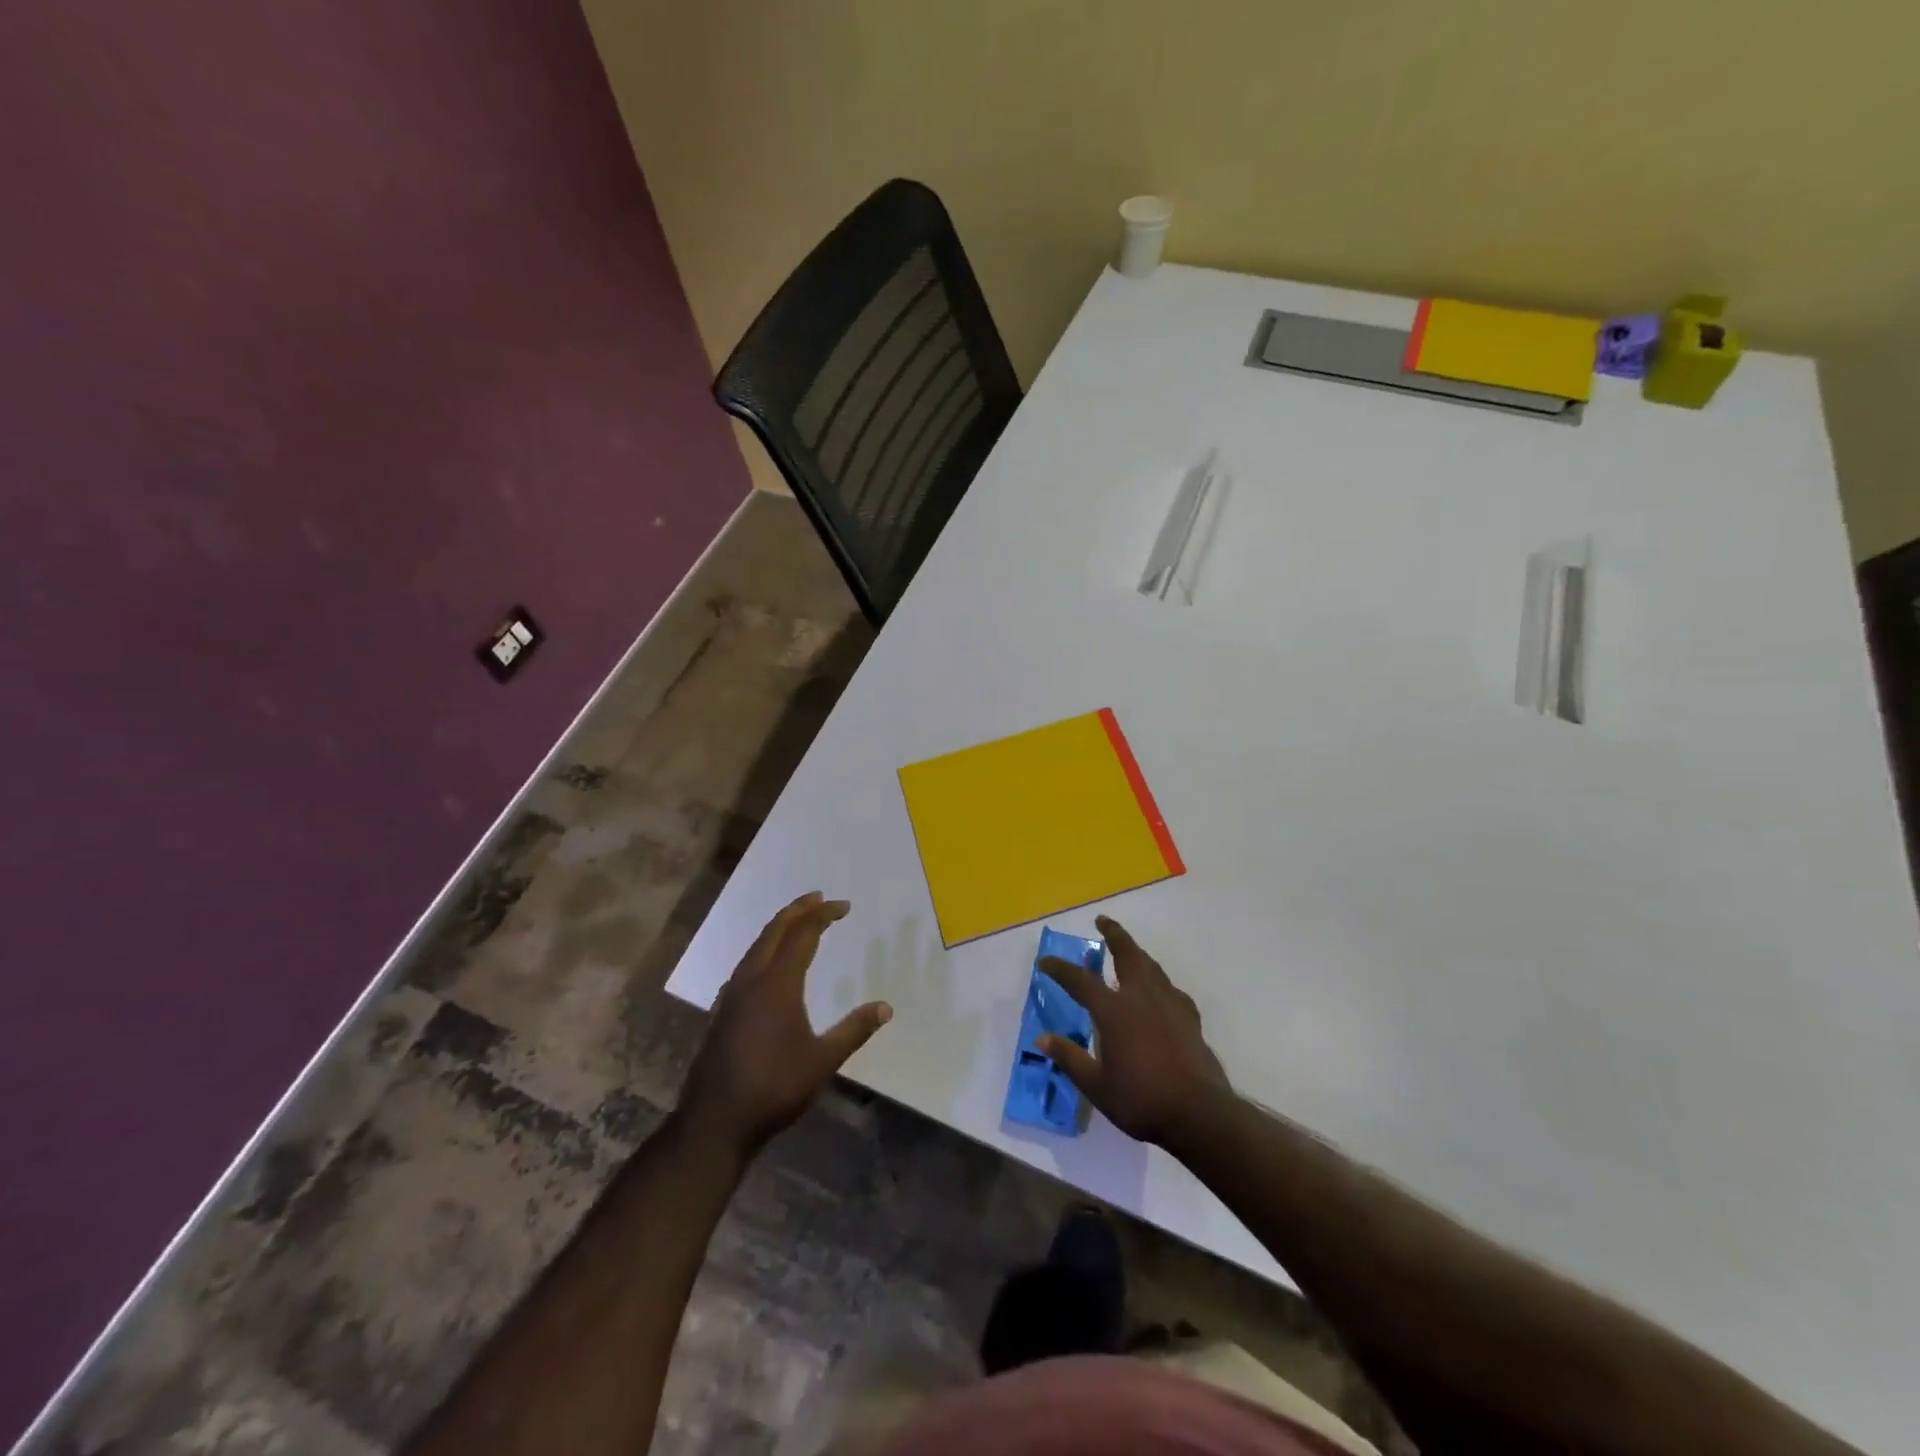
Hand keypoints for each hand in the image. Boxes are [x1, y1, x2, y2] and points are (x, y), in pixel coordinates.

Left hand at [677, 892, 890, 1158]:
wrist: (715, 1121)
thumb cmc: (774, 1088)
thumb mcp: (823, 1061)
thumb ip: (854, 1030)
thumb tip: (886, 1007)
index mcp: (778, 984)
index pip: (803, 934)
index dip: (823, 915)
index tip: (844, 906)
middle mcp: (752, 979)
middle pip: (774, 931)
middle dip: (798, 910)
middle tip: (819, 898)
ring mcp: (732, 994)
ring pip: (757, 945)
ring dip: (779, 927)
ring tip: (798, 921)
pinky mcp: (722, 1010)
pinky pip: (747, 962)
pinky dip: (765, 947)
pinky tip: (771, 962)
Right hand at [1040, 915, 1230, 1151]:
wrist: (1200, 1113)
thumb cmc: (1142, 1100)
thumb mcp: (1096, 1085)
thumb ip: (1069, 1058)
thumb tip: (1042, 1039)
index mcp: (1114, 1011)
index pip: (1080, 981)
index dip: (1061, 969)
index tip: (1045, 962)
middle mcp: (1141, 997)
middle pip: (1127, 953)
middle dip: (1113, 934)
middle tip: (1102, 921)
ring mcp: (1169, 1004)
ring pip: (1151, 966)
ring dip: (1136, 952)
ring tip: (1128, 950)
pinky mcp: (1190, 1017)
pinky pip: (1170, 988)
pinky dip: (1158, 982)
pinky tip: (1158, 992)